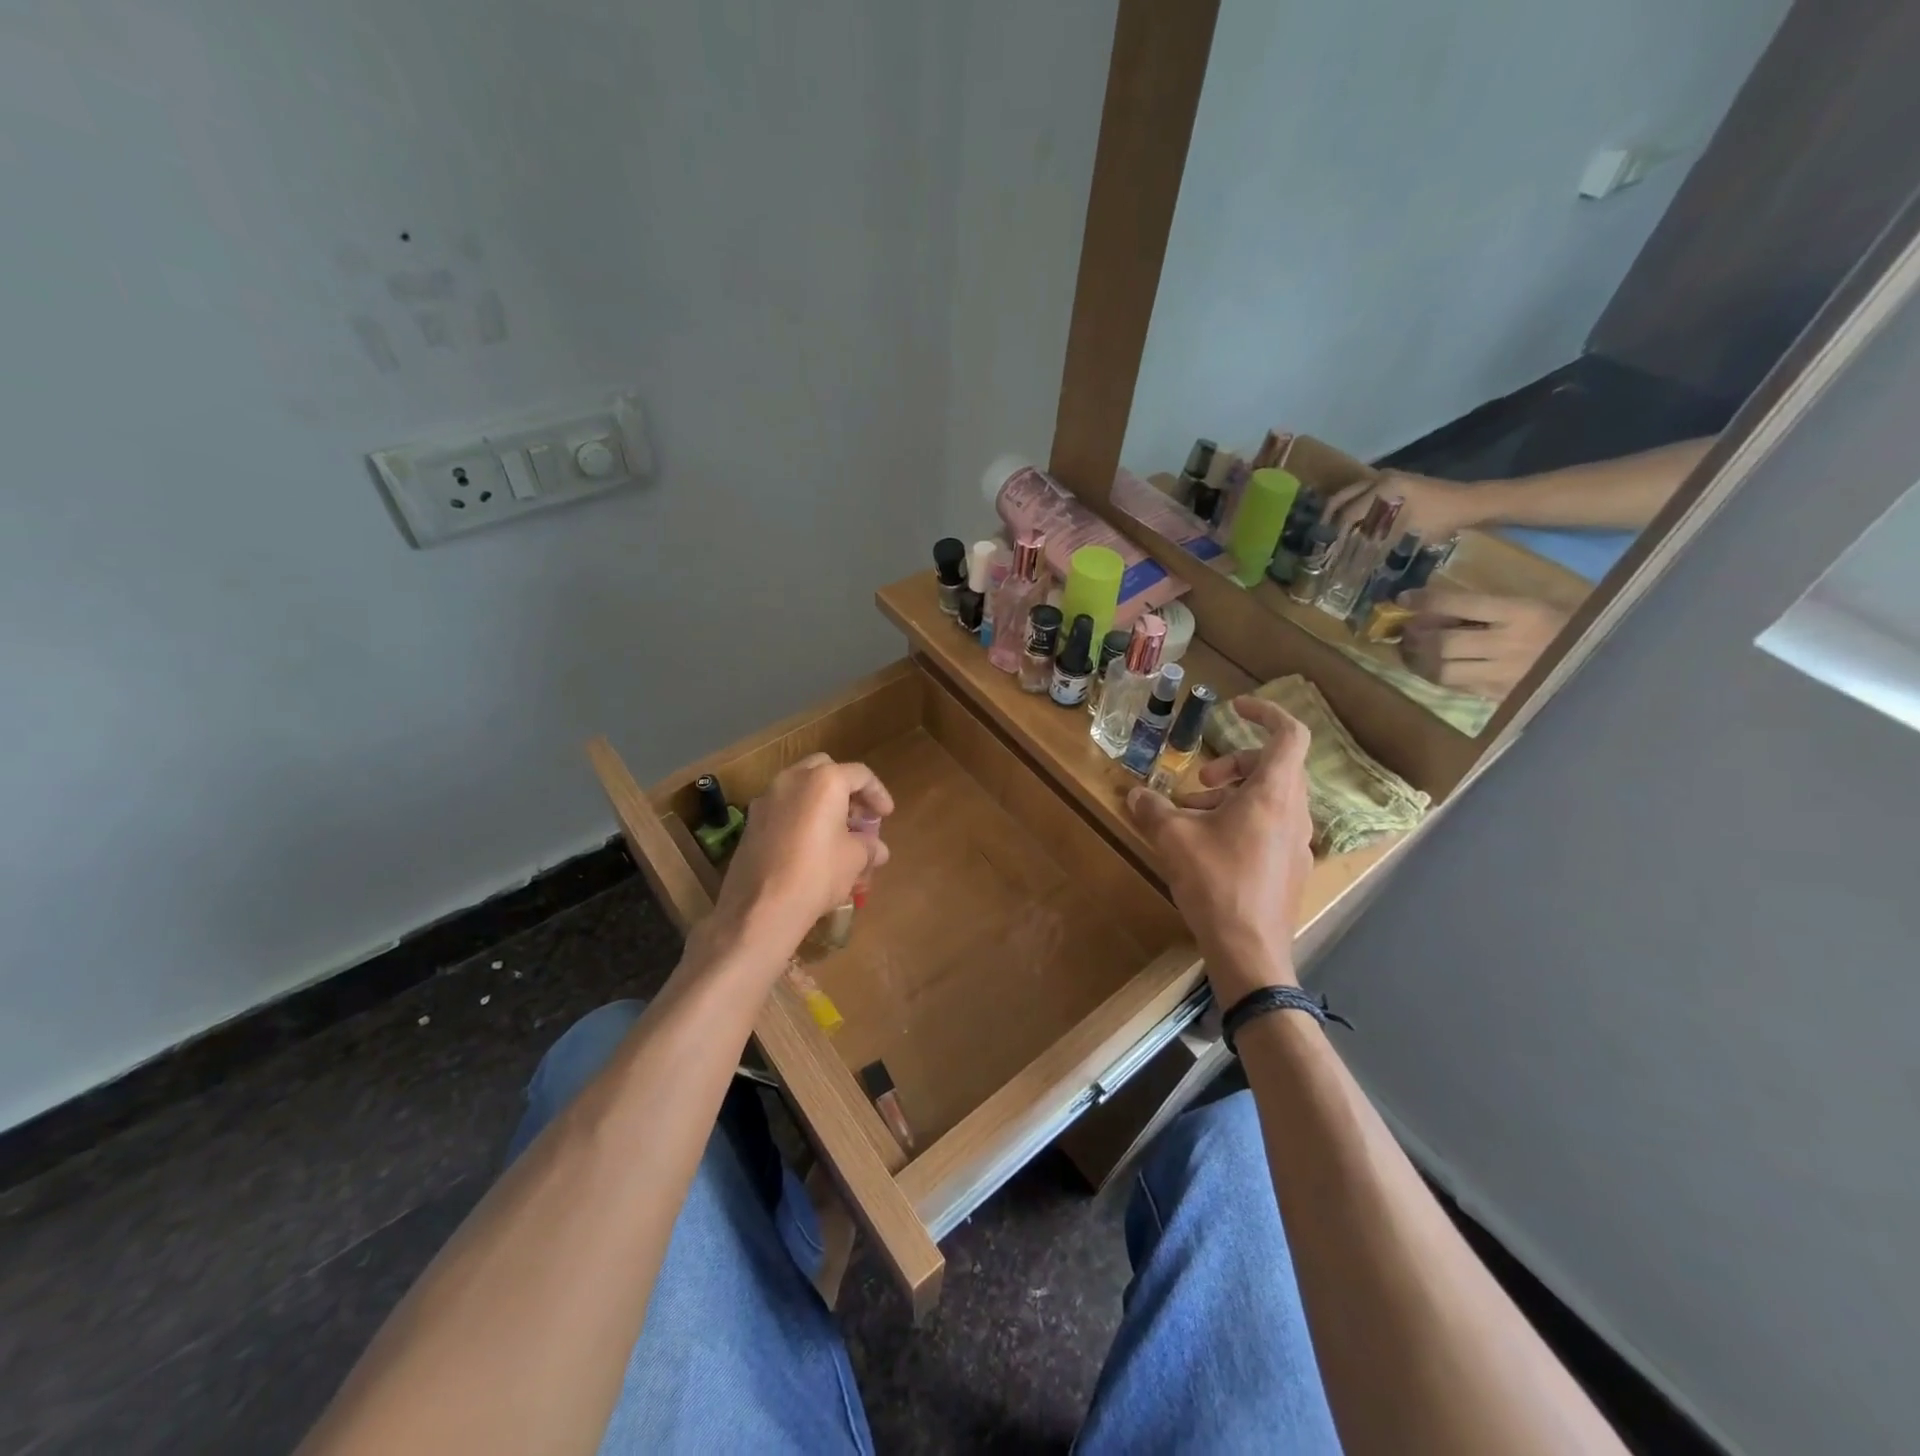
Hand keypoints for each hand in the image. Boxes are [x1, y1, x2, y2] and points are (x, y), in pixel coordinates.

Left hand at [707, 754, 892, 970]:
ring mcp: (767, 799)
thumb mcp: (855, 859)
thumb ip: (869, 846)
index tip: (886, 815)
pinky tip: (810, 845)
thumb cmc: (818, 874)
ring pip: (801, 788)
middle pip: (826, 770)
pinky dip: (801, 817)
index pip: (860, 775)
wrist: (761, 908)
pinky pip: (784, 809)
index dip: (878, 793)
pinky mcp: (751, 822)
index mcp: (824, 781)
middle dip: (845, 790)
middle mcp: (792, 780)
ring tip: (836, 833)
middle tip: (858, 815)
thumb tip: (877, 849)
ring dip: (821, 803)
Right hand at [1125, 698, 1312, 1002]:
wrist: (1250, 952)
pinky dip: (1239, 821)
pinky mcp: (1289, 867)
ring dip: (1229, 796)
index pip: (1289, 734)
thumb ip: (1152, 808)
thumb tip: (1134, 794)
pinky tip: (1206, 847)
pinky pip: (1268, 826)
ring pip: (1268, 799)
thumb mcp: (1173, 839)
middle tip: (1197, 780)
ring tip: (1189, 816)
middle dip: (1231, 764)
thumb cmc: (1216, 883)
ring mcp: (1296, 842)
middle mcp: (1294, 812)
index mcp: (1274, 794)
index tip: (1235, 708)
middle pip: (1272, 767)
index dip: (1265, 713)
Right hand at [1325, 469, 1482, 541]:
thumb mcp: (1407, 533)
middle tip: (1320, 536)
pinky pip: (1365, 493)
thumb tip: (1353, 559)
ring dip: (1341, 511)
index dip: (1336, 533)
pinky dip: (1355, 507)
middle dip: (1329, 517)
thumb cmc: (1439, 519)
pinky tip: (1354, 522)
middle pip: (1343, 497)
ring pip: (1352, 493)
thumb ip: (1377, 542)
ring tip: (1333, 530)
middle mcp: (1381, 479)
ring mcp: (1388, 478)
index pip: (1349, 513)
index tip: (1326, 548)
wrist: (1470, 503)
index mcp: (1382, 489)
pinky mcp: (1396, 482)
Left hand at [1398, 589, 1568, 699]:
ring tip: (1412, 650)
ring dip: (1419, 660)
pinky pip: (1456, 687)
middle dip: (1416, 635)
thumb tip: (1432, 606)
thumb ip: (1487, 606)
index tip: (1404, 599)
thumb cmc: (1565, 624)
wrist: (1605, 662)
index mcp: (1522, 613)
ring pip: (1444, 670)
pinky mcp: (1501, 696)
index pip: (1461, 605)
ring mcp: (1505, 675)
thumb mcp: (1531, 604)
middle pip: (1444, 642)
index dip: (1426, 601)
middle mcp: (1510, 645)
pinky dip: (1435, 676)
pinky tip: (1429, 667)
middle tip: (1405, 630)